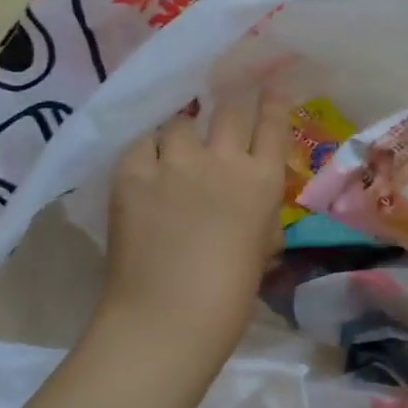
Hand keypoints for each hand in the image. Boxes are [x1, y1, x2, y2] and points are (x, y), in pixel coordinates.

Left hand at [99, 90, 289, 362]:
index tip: (270, 89)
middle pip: (230, 110)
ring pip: (181, 123)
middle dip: (229, 106)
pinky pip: (141, 143)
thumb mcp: (262, 249)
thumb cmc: (229, 297)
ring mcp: (176, 163)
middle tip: (223, 111)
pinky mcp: (134, 173)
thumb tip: (252, 204)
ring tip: (176, 149)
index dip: (273, 103)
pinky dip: (147, 151)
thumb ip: (260, 216)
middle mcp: (223, 160)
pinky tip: (146, 166)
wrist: (168, 319)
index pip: (273, 125)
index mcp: (262, 181)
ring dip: (183, 133)